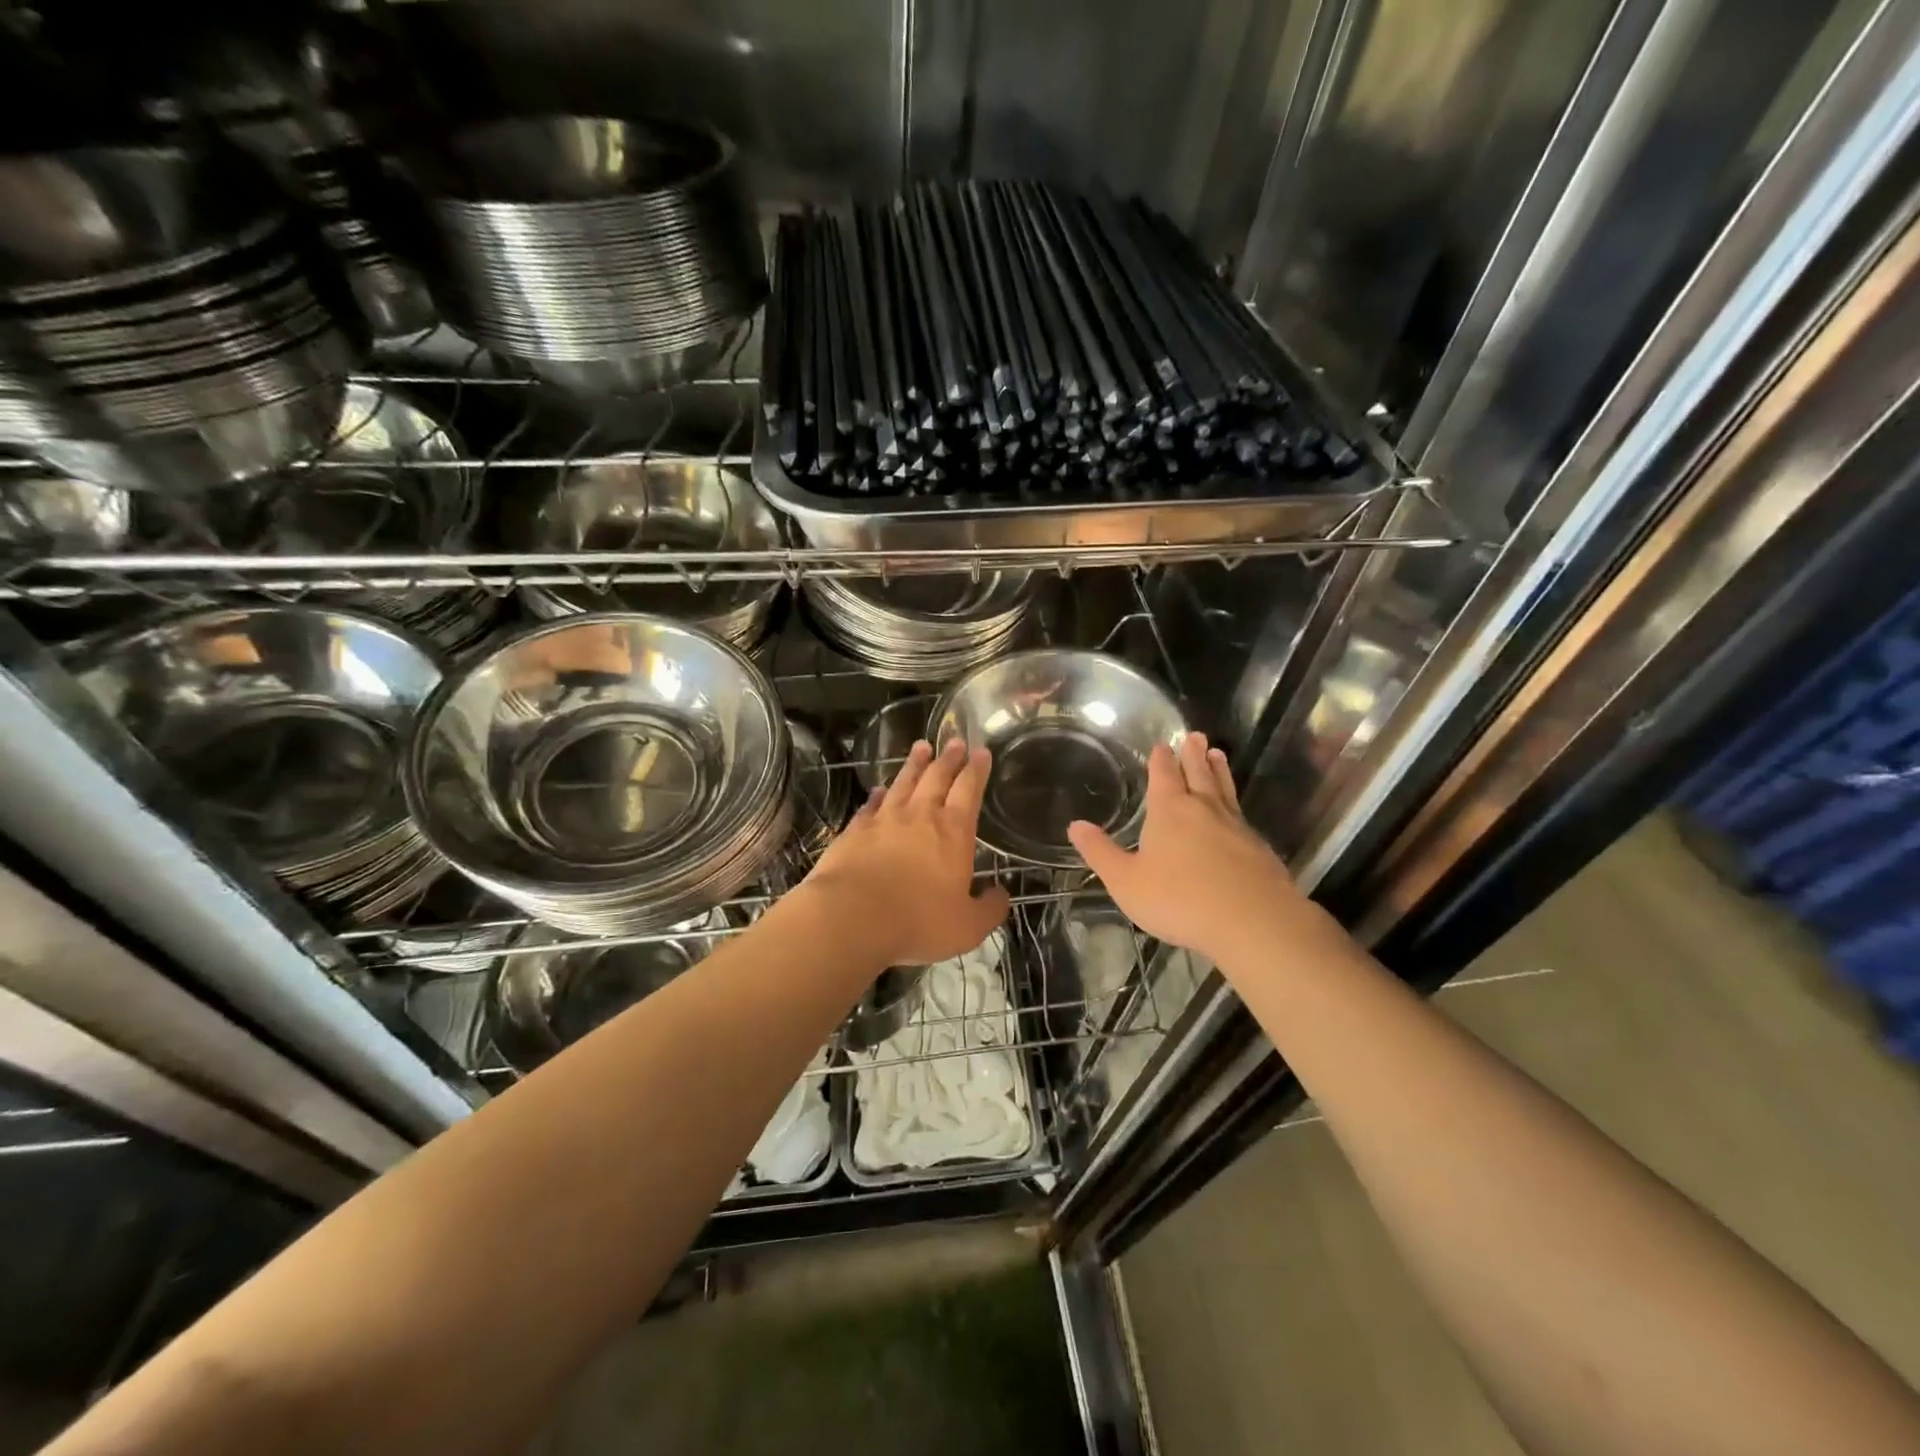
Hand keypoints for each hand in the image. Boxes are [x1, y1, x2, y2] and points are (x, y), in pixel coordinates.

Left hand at [802, 737, 1010, 969]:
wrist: (852, 916)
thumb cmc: (918, 921)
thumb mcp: (967, 927)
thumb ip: (989, 910)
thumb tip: (1001, 895)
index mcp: (953, 832)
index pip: (969, 791)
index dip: (977, 770)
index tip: (982, 751)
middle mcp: (920, 816)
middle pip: (937, 778)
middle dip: (949, 758)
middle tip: (955, 741)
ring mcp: (884, 820)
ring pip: (903, 782)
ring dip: (914, 764)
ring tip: (921, 747)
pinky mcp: (855, 831)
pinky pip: (870, 805)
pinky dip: (878, 795)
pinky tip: (879, 789)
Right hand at [1068, 733, 1305, 966]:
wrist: (1252, 921)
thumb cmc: (1179, 899)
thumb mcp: (1126, 881)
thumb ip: (1101, 853)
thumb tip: (1075, 825)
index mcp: (1170, 811)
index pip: (1164, 775)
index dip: (1161, 759)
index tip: (1162, 745)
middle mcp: (1204, 809)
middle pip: (1198, 773)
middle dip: (1193, 755)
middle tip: (1196, 735)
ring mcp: (1236, 827)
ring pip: (1224, 790)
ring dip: (1219, 771)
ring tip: (1218, 755)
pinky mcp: (1258, 848)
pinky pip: (1242, 816)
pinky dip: (1235, 805)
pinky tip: (1237, 814)